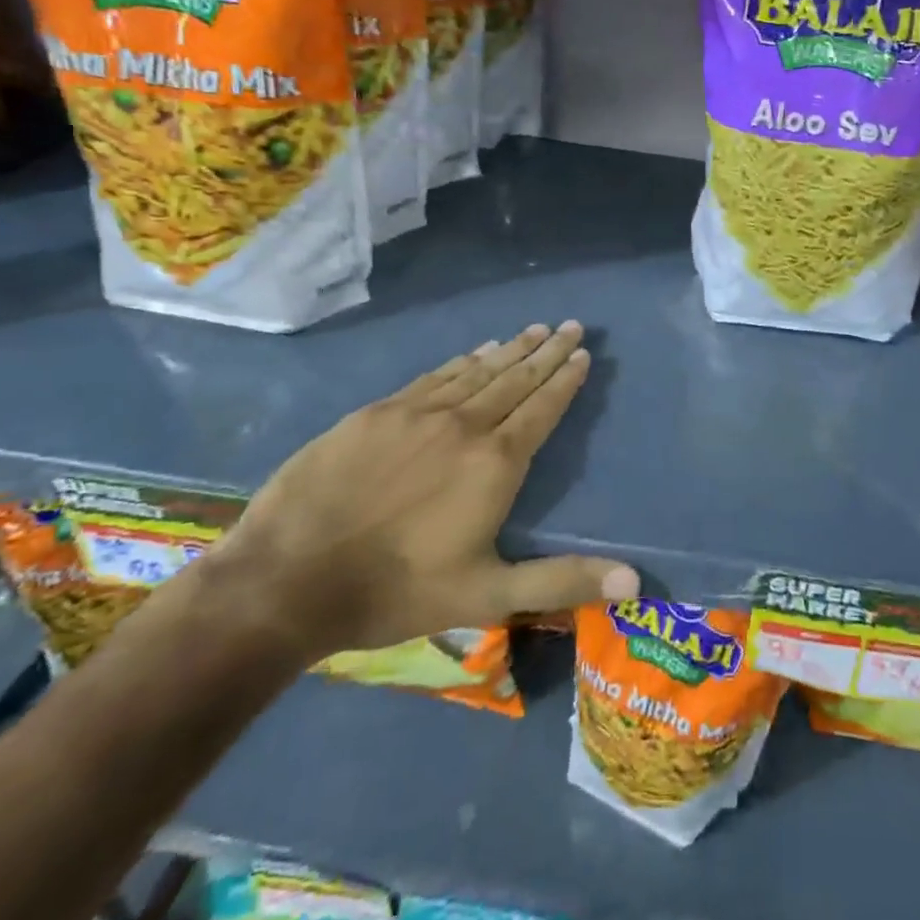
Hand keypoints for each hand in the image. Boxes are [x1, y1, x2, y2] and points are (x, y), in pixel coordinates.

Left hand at [207, 322, 637, 661]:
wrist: (285, 581)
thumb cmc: (397, 591)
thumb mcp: (488, 595)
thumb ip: (562, 581)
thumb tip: (634, 582)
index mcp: (495, 462)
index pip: (543, 407)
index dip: (565, 379)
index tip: (583, 352)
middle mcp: (463, 424)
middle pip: (515, 378)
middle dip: (546, 351)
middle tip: (569, 324)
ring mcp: (415, 414)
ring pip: (476, 371)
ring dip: (509, 349)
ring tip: (532, 330)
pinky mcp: (375, 414)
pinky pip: (433, 377)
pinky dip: (461, 362)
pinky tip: (473, 352)